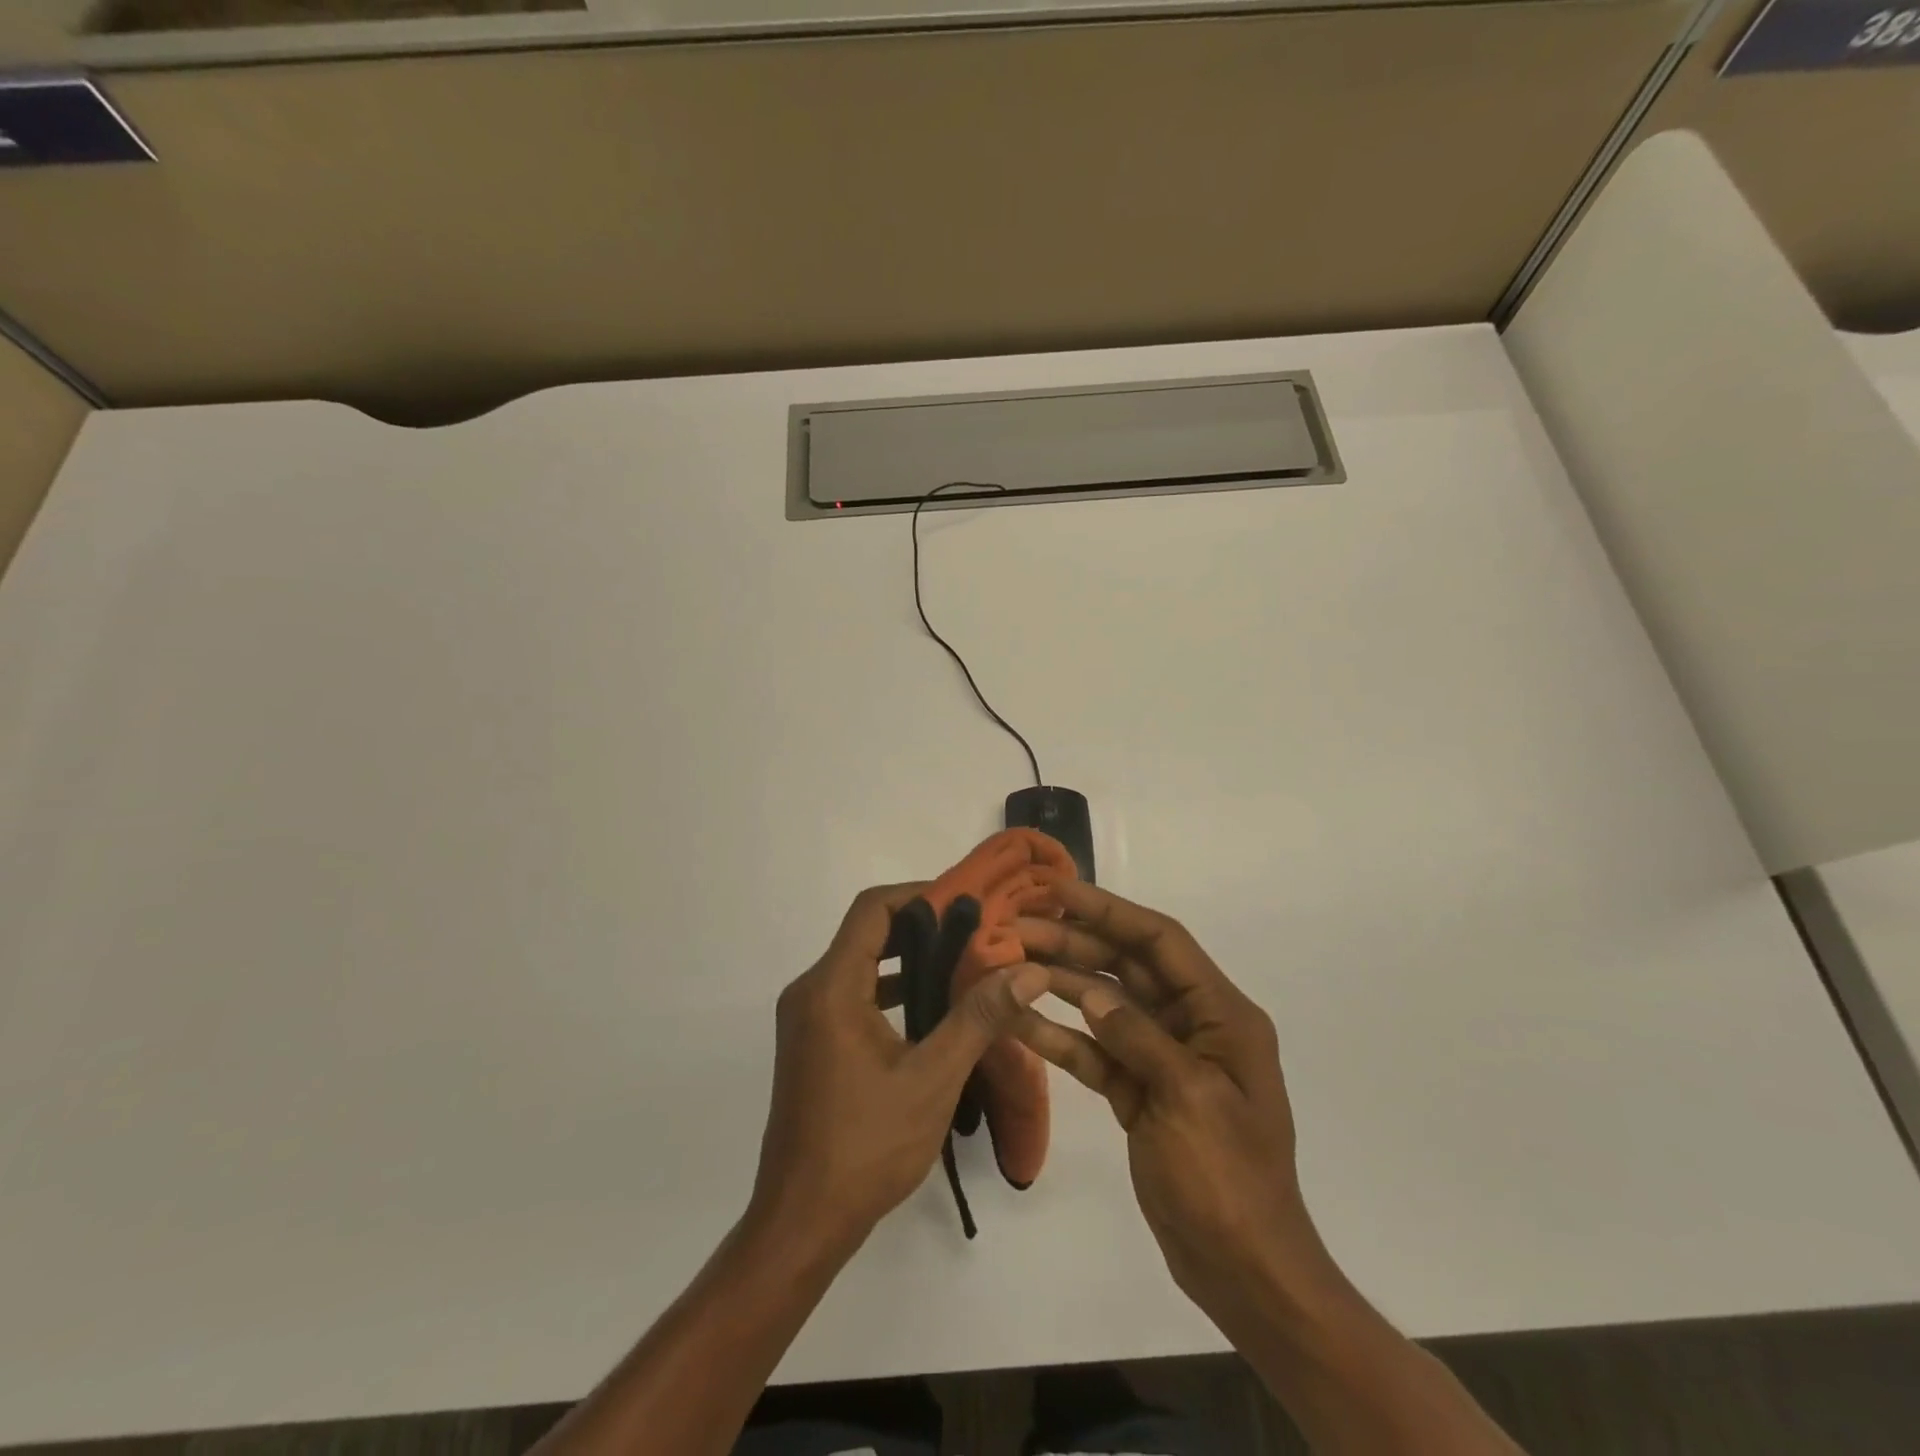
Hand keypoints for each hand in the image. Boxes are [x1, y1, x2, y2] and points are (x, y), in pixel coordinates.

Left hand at [750, 884, 1047, 1257]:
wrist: (801, 1222)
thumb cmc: (866, 1147)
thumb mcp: (933, 1079)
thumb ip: (979, 1018)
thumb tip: (1028, 971)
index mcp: (831, 988)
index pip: (873, 910)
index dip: (920, 895)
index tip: (966, 902)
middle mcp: (811, 991)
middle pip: (867, 933)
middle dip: (921, 926)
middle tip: (975, 930)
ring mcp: (807, 1018)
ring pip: (861, 964)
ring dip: (908, 958)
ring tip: (963, 962)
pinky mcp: (813, 1042)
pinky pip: (854, 993)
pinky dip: (891, 988)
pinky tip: (932, 1007)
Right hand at [1014, 880, 1343, 1329]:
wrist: (1243, 1272)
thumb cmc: (1228, 1180)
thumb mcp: (1189, 1098)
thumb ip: (1138, 1037)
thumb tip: (1092, 993)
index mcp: (1220, 1014)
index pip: (1161, 942)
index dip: (1110, 910)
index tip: (1059, 891)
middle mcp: (1191, 1025)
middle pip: (1126, 967)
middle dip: (1073, 943)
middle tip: (1016, 928)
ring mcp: (1160, 1058)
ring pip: (1104, 1005)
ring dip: (1059, 984)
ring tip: (1008, 963)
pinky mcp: (1137, 1091)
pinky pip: (1094, 1051)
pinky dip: (1059, 1036)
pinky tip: (1018, 1021)